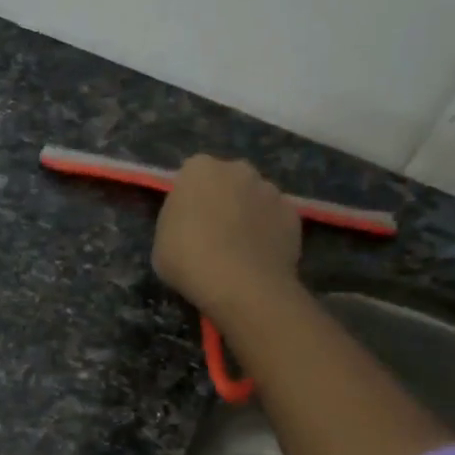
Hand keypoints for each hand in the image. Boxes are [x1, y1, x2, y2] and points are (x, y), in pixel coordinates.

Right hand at [152, 155, 303, 324]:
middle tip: (213, 231)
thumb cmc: (188, 259)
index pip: (192, 174)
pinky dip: (270, 232)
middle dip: (223, 198)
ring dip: (249, 214)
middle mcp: (238, 169)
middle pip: (228, 180)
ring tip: (240, 248)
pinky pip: (276, 219)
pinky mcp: (293, 214)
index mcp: (199, 169)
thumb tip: (192, 219)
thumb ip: (177, 219)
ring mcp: (271, 190)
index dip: (190, 198)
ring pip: (255, 198)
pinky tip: (260, 256)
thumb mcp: (161, 239)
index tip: (186, 220)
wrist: (241, 285)